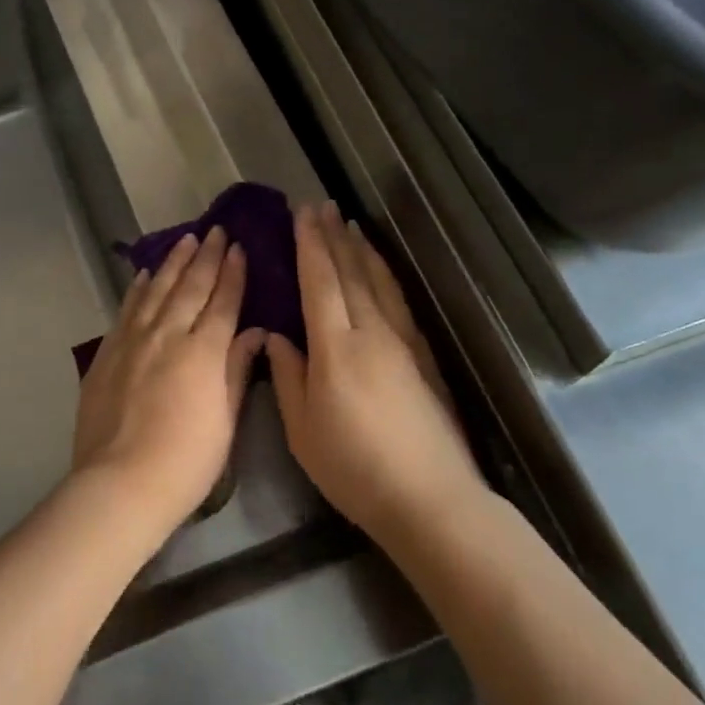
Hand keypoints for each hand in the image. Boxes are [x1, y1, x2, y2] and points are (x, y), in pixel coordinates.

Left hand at [71, 227, 265, 534]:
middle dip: (205, 257)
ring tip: (184, 240)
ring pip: (156, 291)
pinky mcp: (107, 354)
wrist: (121, 482)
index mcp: (203, 352)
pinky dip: (138, 290)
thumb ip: (236, 370)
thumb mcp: (225, 420)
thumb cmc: (186, 462)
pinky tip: (145, 276)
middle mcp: (167, 335)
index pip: (222, 302)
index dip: (232, 274)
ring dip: (172, 263)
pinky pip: (127, 310)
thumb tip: (253, 333)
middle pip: (189, 287)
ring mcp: (133, 341)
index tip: (238, 247)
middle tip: (214, 230)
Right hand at [267, 203, 482, 539]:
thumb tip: (275, 337)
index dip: (309, 245)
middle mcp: (371, 333)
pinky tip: (382, 271)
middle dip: (334, 237)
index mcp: (336, 348)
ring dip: (362, 250)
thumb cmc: (353, 468)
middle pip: (351, 273)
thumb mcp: (302, 429)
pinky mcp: (422, 358)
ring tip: (350, 224)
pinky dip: (386, 276)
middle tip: (322, 205)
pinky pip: (399, 302)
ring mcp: (402, 343)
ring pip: (379, 283)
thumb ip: (287, 377)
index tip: (301, 214)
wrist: (430, 498)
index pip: (319, 282)